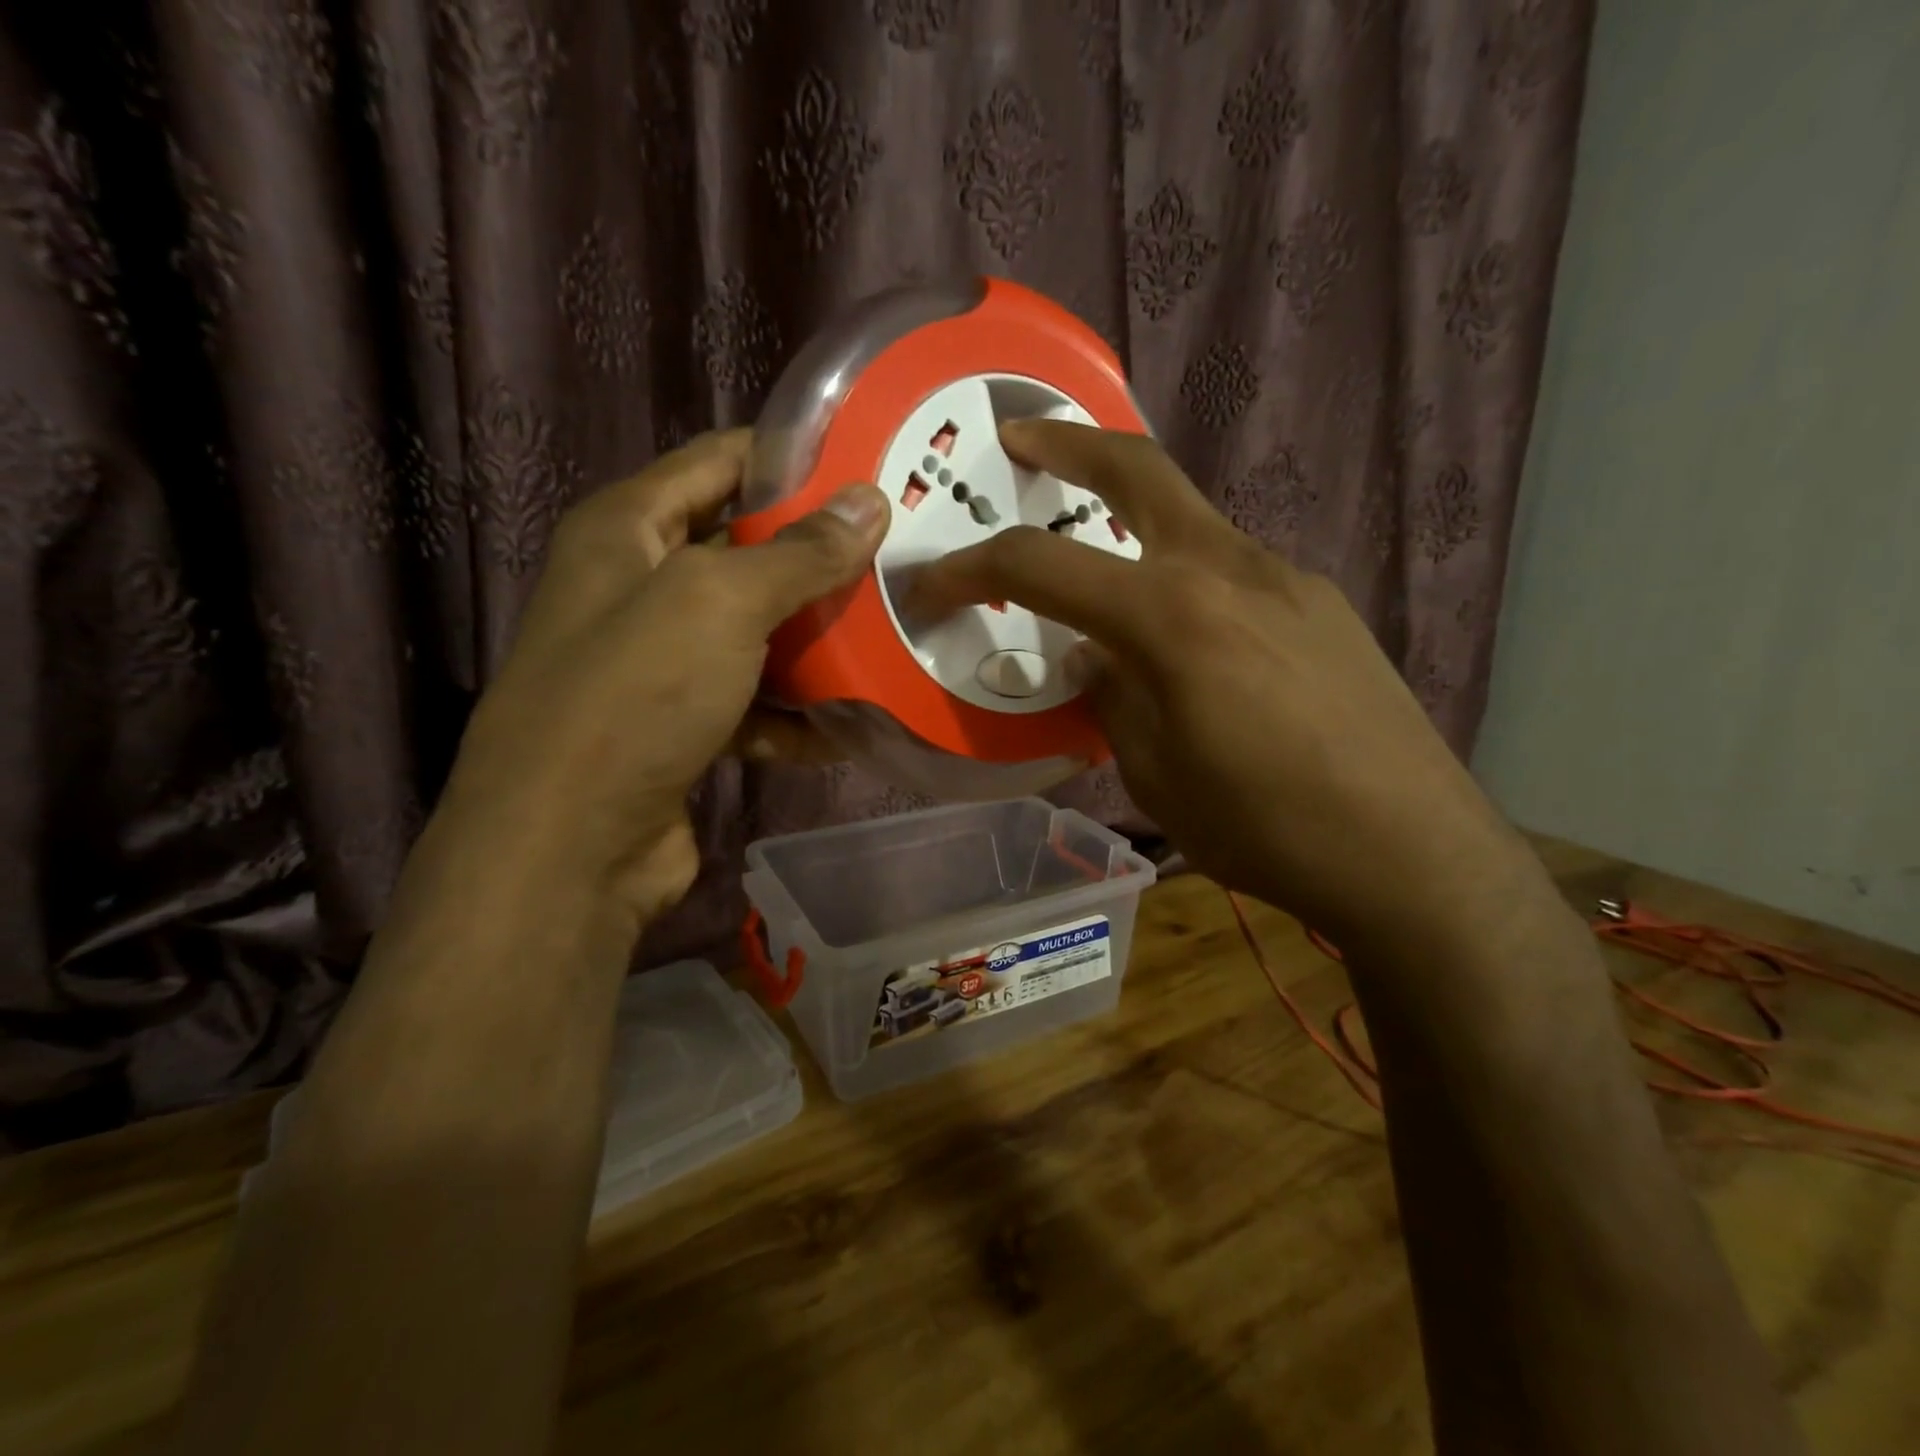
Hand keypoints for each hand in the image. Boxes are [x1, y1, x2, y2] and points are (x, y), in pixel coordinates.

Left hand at [443, 429, 887, 926]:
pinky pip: (754, 703)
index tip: (867, 462)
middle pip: (745, 551)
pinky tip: (850, 722)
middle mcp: (639, 588)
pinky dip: (796, 714)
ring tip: (892, 632)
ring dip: (816, 640)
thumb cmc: (636, 696)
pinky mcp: (683, 726)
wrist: (570, 846)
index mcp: (627, 530)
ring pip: (757, 633)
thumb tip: (868, 502)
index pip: (718, 462)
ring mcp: (661, 663)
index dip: (789, 456)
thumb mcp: (720, 604)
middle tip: (897, 553)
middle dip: (817, 556)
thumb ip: (798, 554)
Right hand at [911, 420, 1521, 947]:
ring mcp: (1285, 578)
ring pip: (1189, 520)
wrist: (1412, 851)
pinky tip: (1188, 637)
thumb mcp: (1152, 773)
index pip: (1042, 565)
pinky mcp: (1321, 605)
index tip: (932, 582)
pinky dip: (1185, 580)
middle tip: (1019, 437)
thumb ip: (1110, 697)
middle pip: (1137, 469)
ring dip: (1132, 520)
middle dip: (1067, 445)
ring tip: (1101, 564)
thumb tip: (1091, 658)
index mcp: (1170, 615)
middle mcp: (1227, 569)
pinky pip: (1231, 571)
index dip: (972, 568)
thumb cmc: (1263, 824)